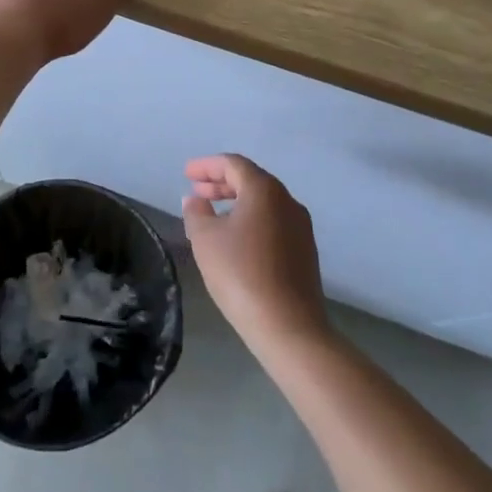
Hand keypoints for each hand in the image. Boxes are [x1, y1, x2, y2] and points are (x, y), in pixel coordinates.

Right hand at [182, 154, 329, 349]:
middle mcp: (287, 200)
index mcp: (265, 190)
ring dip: (236, 202)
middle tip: (197, 191)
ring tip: (212, 215)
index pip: (233, 164)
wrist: (289, 327)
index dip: (207, 166)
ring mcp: (300, 226)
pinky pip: (273, 222)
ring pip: (263, 203)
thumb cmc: (241, 274)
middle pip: (251, 180)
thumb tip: (196, 200)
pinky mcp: (304, 251)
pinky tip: (236, 240)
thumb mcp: (206, 240)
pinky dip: (251, 220)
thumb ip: (197, 213)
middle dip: (221, 183)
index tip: (187, 173)